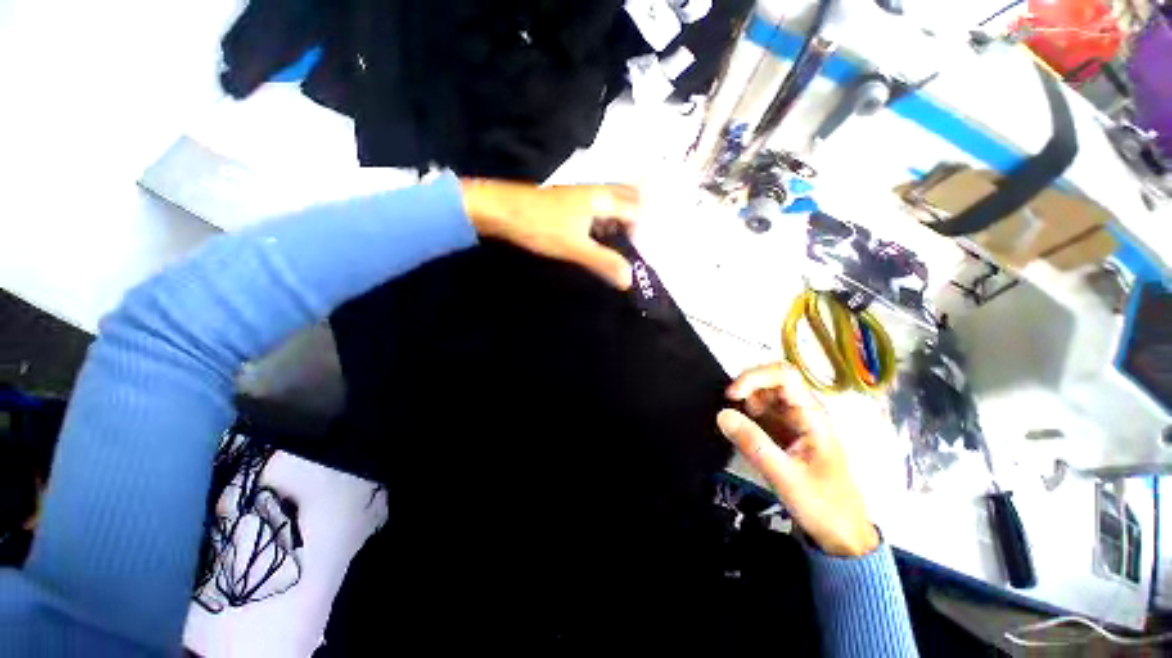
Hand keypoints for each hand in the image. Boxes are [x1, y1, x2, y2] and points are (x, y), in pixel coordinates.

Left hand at [460, 179, 639, 288]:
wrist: (500, 210)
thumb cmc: (540, 226)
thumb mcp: (575, 247)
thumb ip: (603, 261)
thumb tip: (630, 279)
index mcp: (601, 198)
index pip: (635, 209)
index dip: (641, 231)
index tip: (638, 252)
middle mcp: (594, 192)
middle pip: (625, 200)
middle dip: (634, 221)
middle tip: (634, 246)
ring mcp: (580, 196)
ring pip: (609, 206)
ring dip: (618, 224)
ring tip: (619, 248)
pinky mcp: (568, 204)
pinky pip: (595, 211)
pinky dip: (602, 225)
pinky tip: (596, 241)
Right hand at [717, 363, 879, 556]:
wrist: (842, 534)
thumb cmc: (823, 504)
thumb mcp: (786, 477)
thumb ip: (754, 444)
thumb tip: (722, 414)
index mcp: (811, 415)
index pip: (784, 376)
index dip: (754, 377)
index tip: (732, 395)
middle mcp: (802, 411)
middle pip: (770, 380)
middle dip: (746, 389)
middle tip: (728, 409)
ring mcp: (792, 420)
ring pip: (762, 395)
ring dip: (744, 403)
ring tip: (734, 426)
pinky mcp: (783, 432)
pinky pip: (760, 412)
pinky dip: (744, 415)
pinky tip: (739, 431)